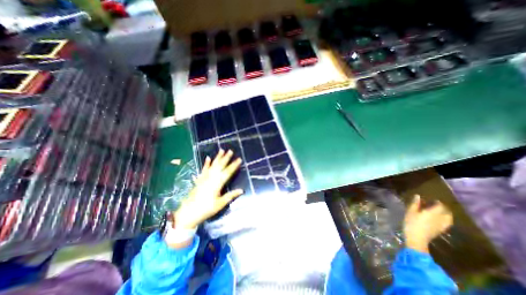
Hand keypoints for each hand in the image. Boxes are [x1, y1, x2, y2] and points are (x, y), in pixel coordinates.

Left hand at [174, 149, 244, 229]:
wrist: (188, 213)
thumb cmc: (206, 209)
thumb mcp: (220, 204)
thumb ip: (231, 195)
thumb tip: (242, 190)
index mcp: (217, 183)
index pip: (228, 172)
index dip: (234, 165)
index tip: (239, 159)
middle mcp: (211, 178)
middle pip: (220, 166)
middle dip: (226, 158)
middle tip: (230, 151)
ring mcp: (204, 178)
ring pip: (212, 165)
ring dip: (217, 158)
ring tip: (221, 150)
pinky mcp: (199, 179)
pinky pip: (203, 169)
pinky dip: (206, 163)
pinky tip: (208, 158)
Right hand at [404, 196, 453, 252]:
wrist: (417, 238)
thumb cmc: (412, 222)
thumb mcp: (410, 211)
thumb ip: (415, 204)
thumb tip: (418, 196)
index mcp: (433, 212)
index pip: (440, 206)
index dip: (438, 202)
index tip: (433, 200)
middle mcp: (441, 218)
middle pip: (447, 212)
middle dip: (443, 208)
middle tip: (436, 205)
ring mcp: (442, 225)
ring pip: (448, 218)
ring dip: (446, 214)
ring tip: (439, 212)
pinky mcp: (441, 230)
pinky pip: (446, 223)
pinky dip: (445, 220)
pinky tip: (439, 220)